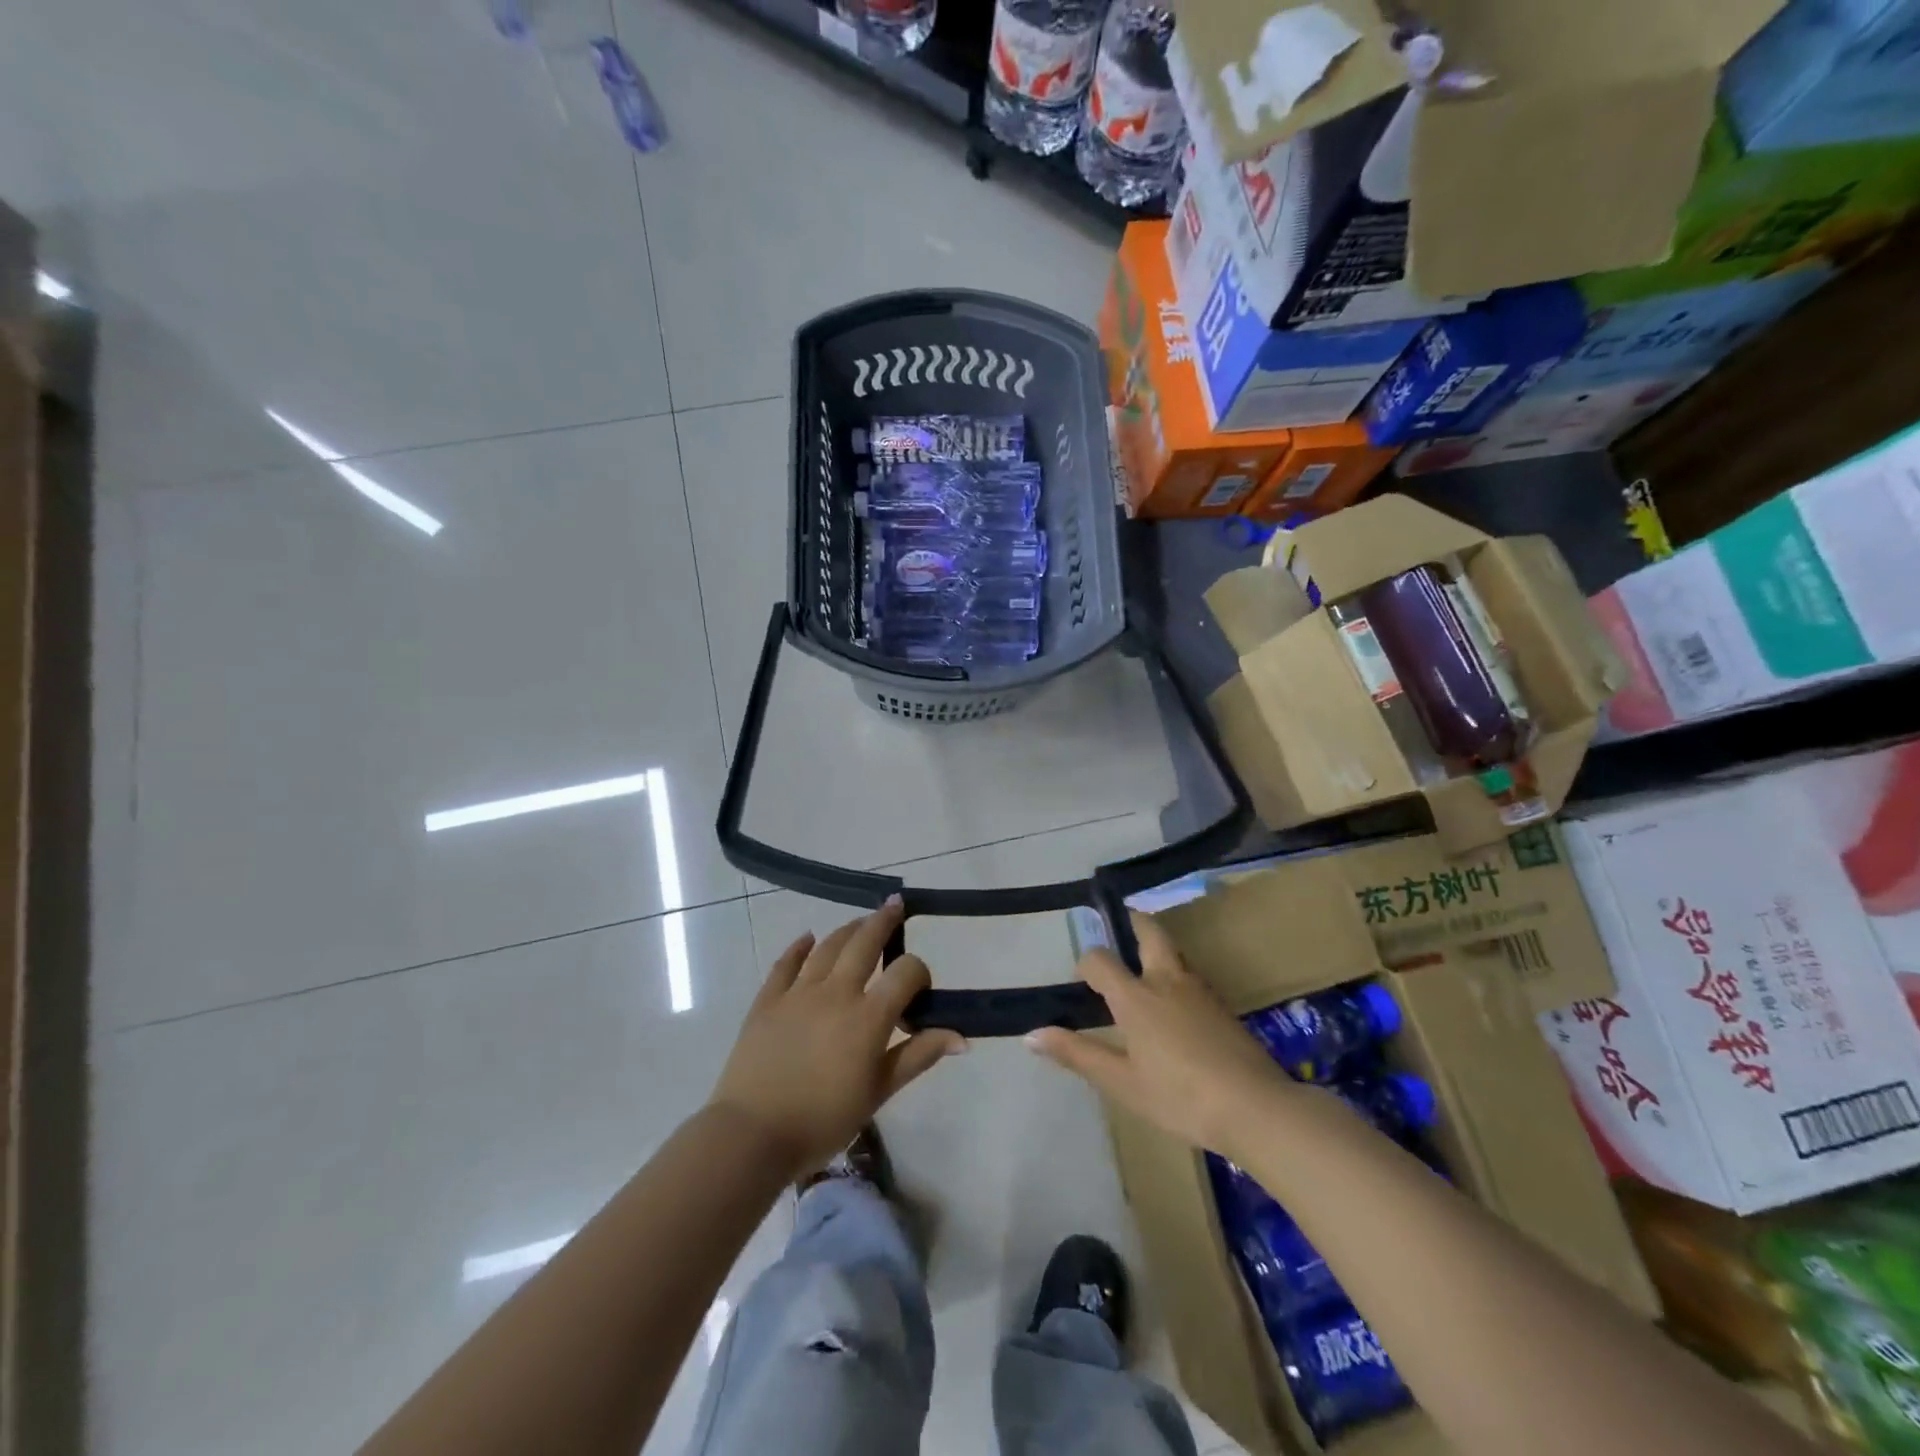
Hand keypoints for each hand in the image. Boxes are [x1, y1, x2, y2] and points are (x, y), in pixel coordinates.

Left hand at [708, 898, 964, 1178]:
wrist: (752, 1135)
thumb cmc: (823, 1121)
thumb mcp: (878, 1092)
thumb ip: (918, 1056)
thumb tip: (962, 1038)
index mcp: (868, 1016)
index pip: (905, 972)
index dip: (919, 972)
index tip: (920, 988)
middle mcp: (836, 992)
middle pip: (865, 942)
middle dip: (884, 921)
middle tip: (895, 904)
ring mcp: (798, 992)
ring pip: (828, 946)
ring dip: (848, 929)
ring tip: (860, 922)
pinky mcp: (767, 1000)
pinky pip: (786, 963)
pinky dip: (799, 947)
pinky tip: (808, 937)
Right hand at [1027, 911, 1292, 1158]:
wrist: (1255, 1107)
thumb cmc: (1179, 1096)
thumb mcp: (1121, 1082)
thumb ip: (1077, 1054)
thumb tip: (1030, 1034)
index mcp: (1136, 996)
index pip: (1100, 959)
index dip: (1086, 962)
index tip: (1082, 980)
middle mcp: (1167, 980)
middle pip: (1149, 932)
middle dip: (1132, 922)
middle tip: (1119, 924)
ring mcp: (1200, 990)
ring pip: (1174, 953)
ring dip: (1156, 950)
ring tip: (1143, 969)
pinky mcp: (1222, 1007)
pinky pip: (1191, 977)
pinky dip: (1176, 976)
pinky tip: (1176, 1007)